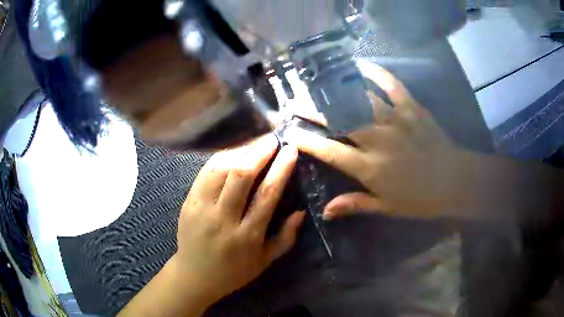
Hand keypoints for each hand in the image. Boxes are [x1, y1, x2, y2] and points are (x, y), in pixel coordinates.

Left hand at [174, 135, 304, 303]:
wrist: (194, 275)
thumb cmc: (233, 271)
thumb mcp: (265, 261)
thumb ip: (285, 238)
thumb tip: (301, 212)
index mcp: (247, 236)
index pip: (267, 194)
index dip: (281, 168)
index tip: (290, 149)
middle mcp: (223, 219)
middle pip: (241, 175)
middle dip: (259, 150)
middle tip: (272, 138)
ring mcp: (201, 208)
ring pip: (220, 169)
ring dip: (239, 150)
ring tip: (254, 141)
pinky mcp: (188, 202)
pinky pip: (204, 172)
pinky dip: (220, 157)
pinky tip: (232, 150)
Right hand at [286, 65, 469, 219]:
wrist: (456, 181)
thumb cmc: (421, 199)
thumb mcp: (387, 207)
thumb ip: (355, 205)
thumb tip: (325, 212)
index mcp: (370, 168)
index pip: (330, 151)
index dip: (307, 141)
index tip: (290, 132)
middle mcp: (378, 140)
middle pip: (339, 120)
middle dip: (313, 110)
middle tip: (296, 103)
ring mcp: (395, 120)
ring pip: (360, 99)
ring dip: (336, 90)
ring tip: (318, 82)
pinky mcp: (411, 108)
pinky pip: (391, 85)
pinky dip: (376, 72)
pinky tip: (361, 64)